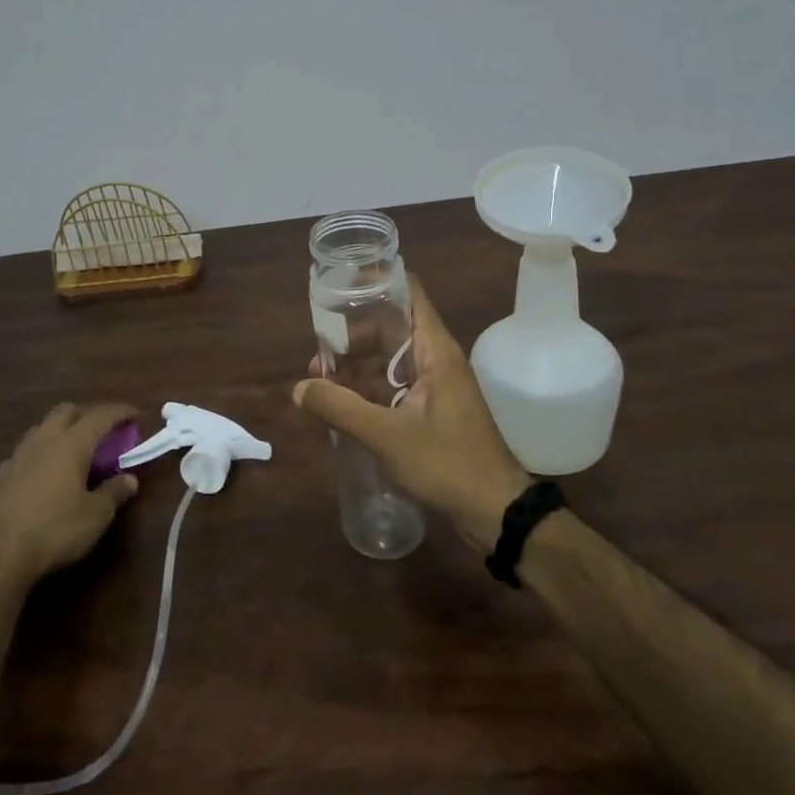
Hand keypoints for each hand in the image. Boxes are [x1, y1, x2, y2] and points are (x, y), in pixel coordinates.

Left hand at [0, 403, 139, 591]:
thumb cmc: (55, 530)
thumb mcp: (95, 515)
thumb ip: (114, 492)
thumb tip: (130, 479)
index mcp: (72, 444)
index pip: (100, 416)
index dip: (120, 412)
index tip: (135, 414)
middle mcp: (43, 441)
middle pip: (66, 411)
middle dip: (87, 414)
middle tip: (102, 429)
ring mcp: (17, 457)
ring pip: (41, 428)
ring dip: (61, 429)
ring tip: (73, 448)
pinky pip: (24, 452)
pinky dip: (40, 453)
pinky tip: (43, 473)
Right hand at [293, 279, 530, 549]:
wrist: (496, 512)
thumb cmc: (447, 464)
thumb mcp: (387, 435)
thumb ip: (340, 408)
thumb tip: (298, 388)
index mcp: (435, 351)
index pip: (408, 294)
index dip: (376, 283)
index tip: (340, 286)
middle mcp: (437, 360)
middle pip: (392, 328)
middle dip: (353, 335)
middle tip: (319, 350)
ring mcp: (436, 386)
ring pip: (390, 360)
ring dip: (357, 366)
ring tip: (320, 380)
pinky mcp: (432, 411)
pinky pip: (394, 386)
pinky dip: (369, 389)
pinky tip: (341, 404)